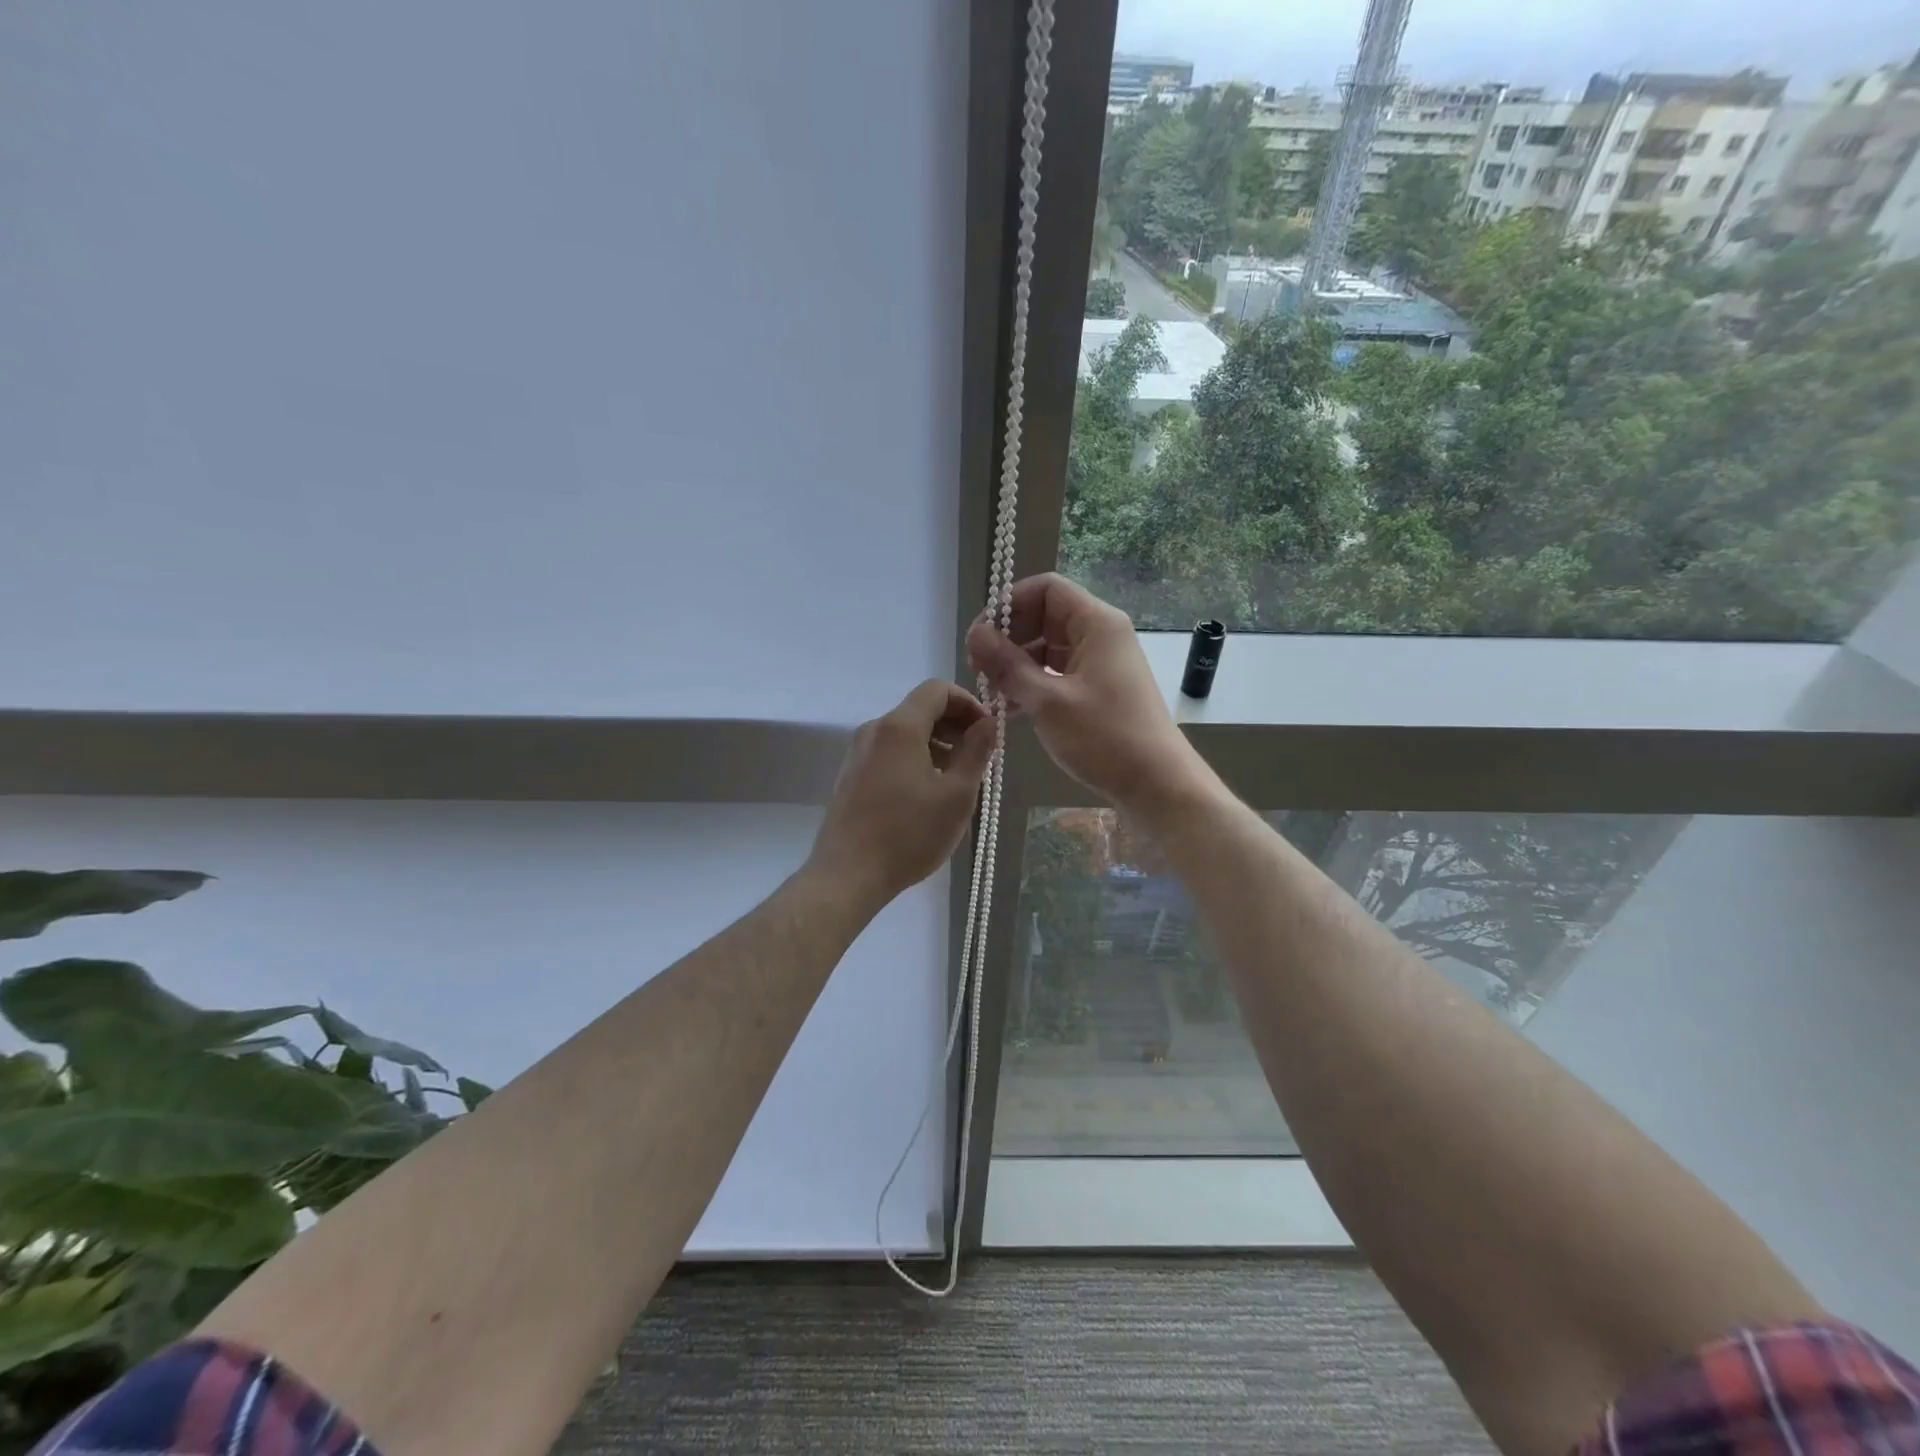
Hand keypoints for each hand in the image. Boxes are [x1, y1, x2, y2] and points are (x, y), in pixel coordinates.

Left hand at [807, 679, 996, 907]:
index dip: (968, 703)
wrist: (848, 874)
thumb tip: (988, 723)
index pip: (937, 690)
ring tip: (957, 781)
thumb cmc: (909, 833)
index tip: (987, 731)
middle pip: (920, 710)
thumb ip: (976, 751)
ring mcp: (858, 754)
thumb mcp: (957, 794)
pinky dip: (915, 760)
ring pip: (905, 734)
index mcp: (899, 727)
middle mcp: (874, 730)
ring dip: (937, 746)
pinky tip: (927, 795)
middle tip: (979, 758)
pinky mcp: (851, 777)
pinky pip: (890, 753)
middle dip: (955, 726)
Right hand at [967, 573, 1203, 812]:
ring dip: (1016, 665)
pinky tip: (1009, 709)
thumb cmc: (1104, 737)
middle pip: (1044, 617)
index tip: (979, 636)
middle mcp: (1100, 635)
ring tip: (990, 693)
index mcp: (1096, 623)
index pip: (1045, 589)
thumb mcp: (1047, 701)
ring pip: (1048, 648)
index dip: (1008, 605)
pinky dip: (1032, 684)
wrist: (1156, 784)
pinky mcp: (1098, 689)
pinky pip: (1057, 673)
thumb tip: (975, 634)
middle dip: (1008, 638)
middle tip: (978, 669)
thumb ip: (1007, 665)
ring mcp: (1100, 663)